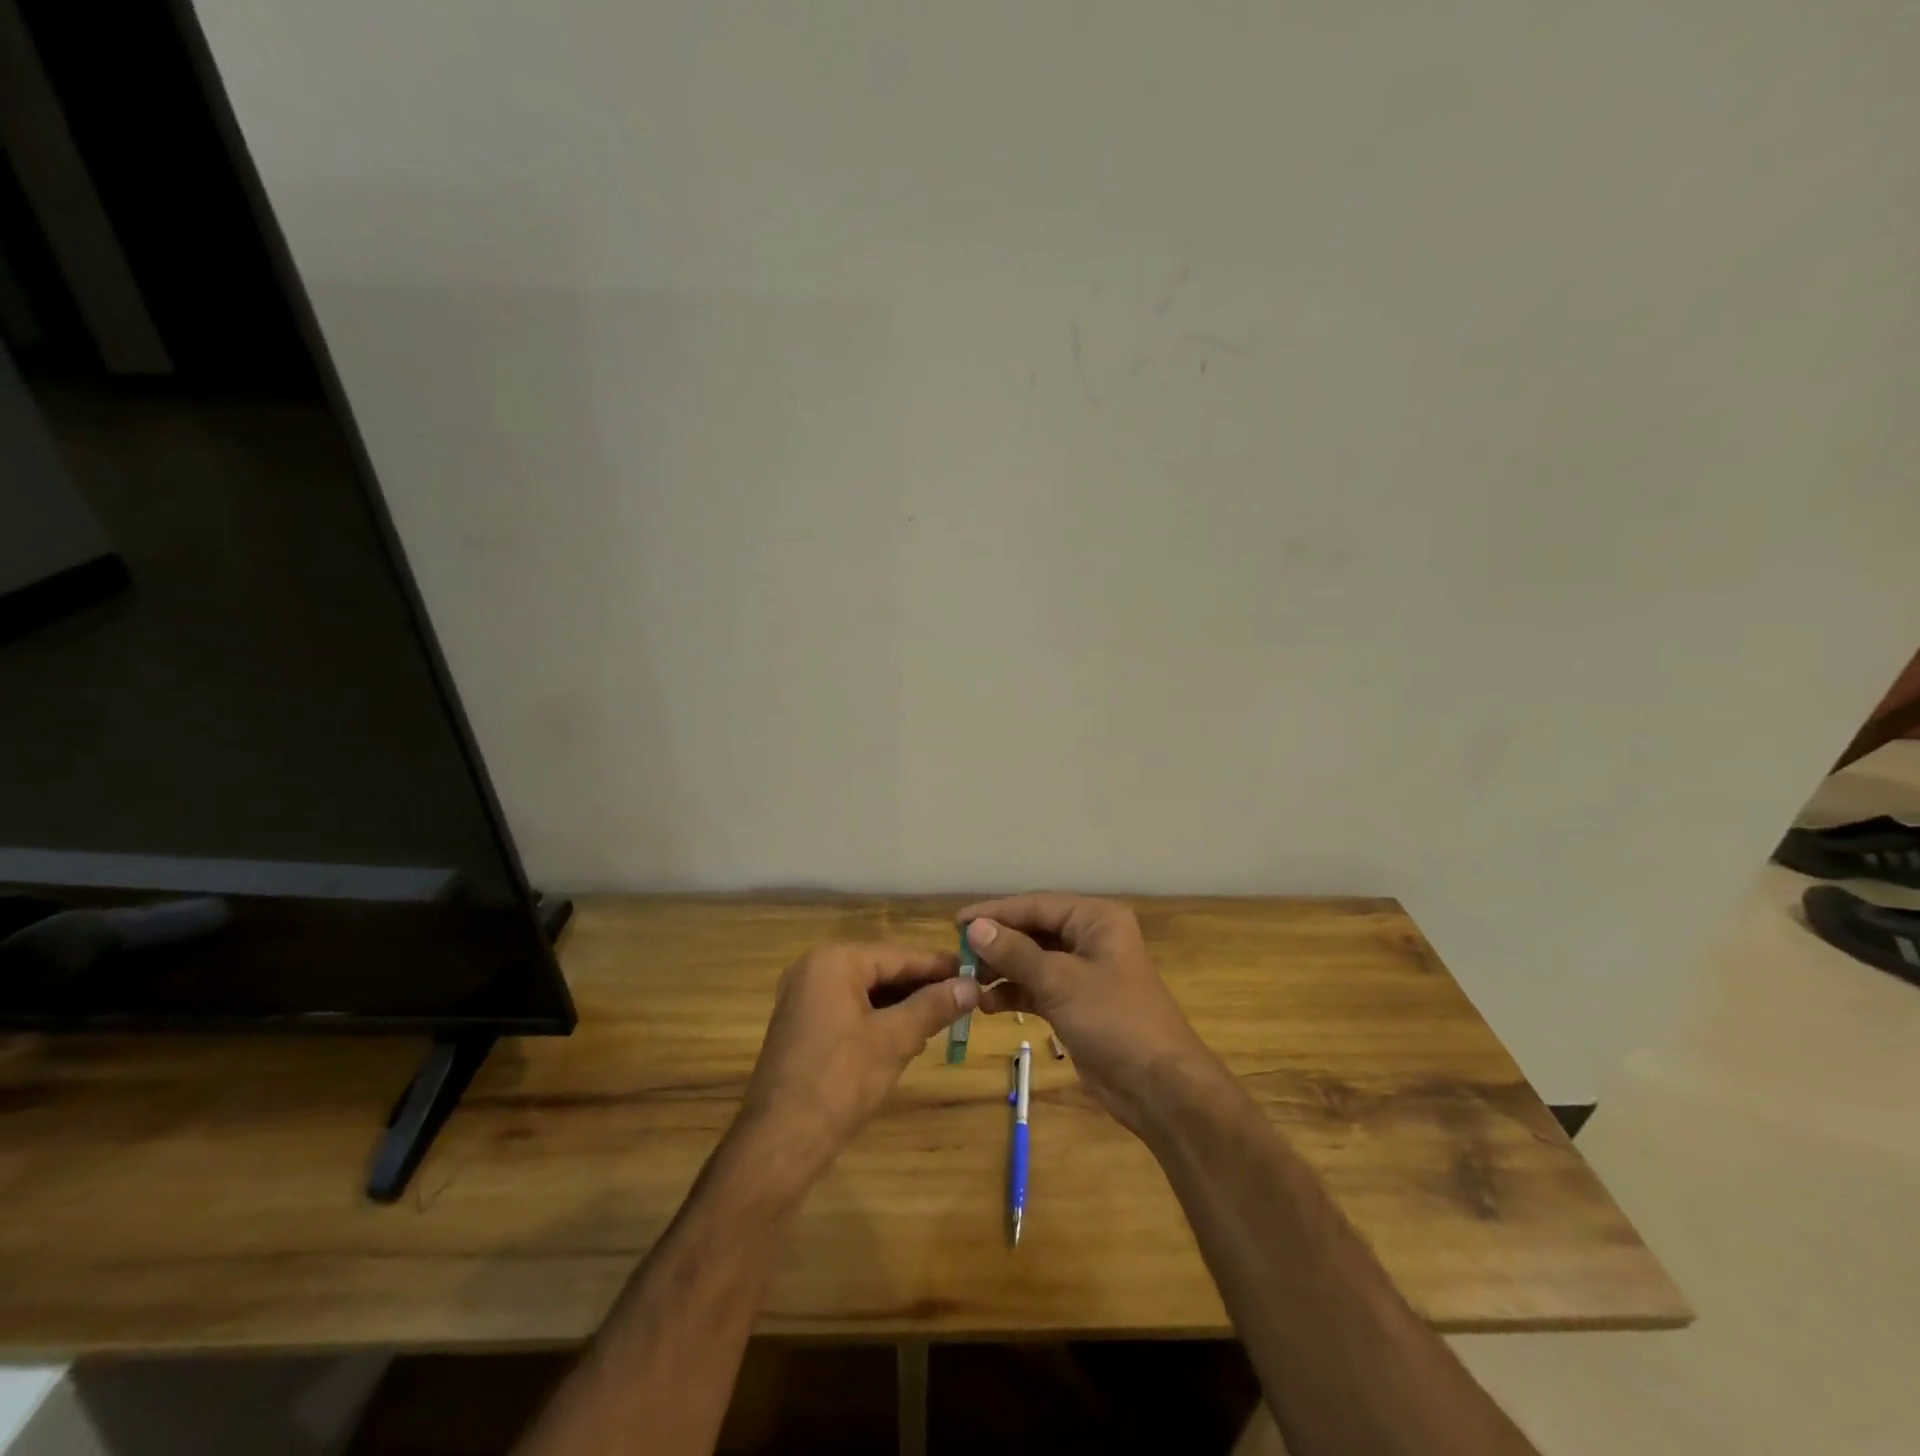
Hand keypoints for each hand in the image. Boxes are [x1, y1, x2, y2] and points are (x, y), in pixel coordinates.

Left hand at [727, 942, 977, 1199]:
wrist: (780, 1142)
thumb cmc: (840, 1081)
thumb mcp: (895, 1039)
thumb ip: (934, 1006)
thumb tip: (972, 985)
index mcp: (833, 961)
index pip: (899, 955)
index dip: (939, 966)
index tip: (976, 973)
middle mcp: (814, 968)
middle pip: (882, 970)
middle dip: (921, 987)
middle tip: (964, 999)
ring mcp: (805, 997)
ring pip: (868, 991)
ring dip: (903, 1006)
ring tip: (943, 1020)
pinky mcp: (803, 1024)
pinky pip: (850, 1009)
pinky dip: (879, 1019)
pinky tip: (908, 1037)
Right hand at [957, 893, 1216, 1136]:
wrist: (1159, 1086)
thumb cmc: (1114, 1019)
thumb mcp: (1060, 981)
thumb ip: (1015, 952)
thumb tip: (974, 927)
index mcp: (1096, 919)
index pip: (1036, 905)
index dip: (996, 912)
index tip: (956, 922)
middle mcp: (1091, 938)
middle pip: (1034, 931)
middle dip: (997, 943)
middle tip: (958, 955)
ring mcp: (1084, 972)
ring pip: (1033, 961)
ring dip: (1002, 970)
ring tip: (968, 981)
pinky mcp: (1077, 1003)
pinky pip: (1039, 988)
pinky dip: (1015, 993)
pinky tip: (988, 1004)